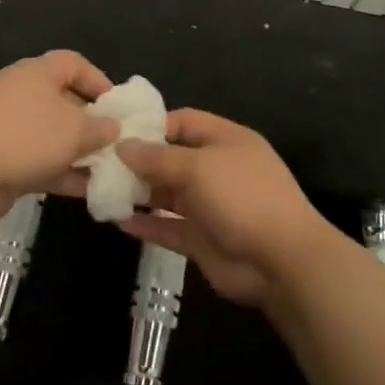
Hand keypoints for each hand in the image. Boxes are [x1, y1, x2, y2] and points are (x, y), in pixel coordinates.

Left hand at [0, 51, 116, 225]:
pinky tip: (89, 191)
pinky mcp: (5, 159)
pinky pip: (42, 162)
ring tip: (110, 170)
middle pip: (65, 101)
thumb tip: (113, 127)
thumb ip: (100, 128)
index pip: (73, 64)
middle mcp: (24, 94)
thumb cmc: (26, 135)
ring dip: (80, 153)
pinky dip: (64, 173)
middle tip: (118, 143)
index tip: (118, 106)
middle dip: (92, 123)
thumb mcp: (75, 129)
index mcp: (38, 73)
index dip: (98, 80)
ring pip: (54, 136)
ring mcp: (12, 128)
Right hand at [117, 109, 335, 305]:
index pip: (184, 122)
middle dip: (140, 161)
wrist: (282, 262)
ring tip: (103, 190)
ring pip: (168, 194)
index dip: (153, 125)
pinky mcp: (203, 239)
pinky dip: (147, 225)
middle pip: (172, 158)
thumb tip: (122, 146)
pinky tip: (119, 221)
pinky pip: (169, 227)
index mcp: (226, 140)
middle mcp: (217, 169)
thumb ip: (157, 157)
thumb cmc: (242, 197)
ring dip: (140, 193)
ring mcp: (211, 206)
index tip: (118, 131)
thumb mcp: (198, 167)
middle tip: (101, 163)